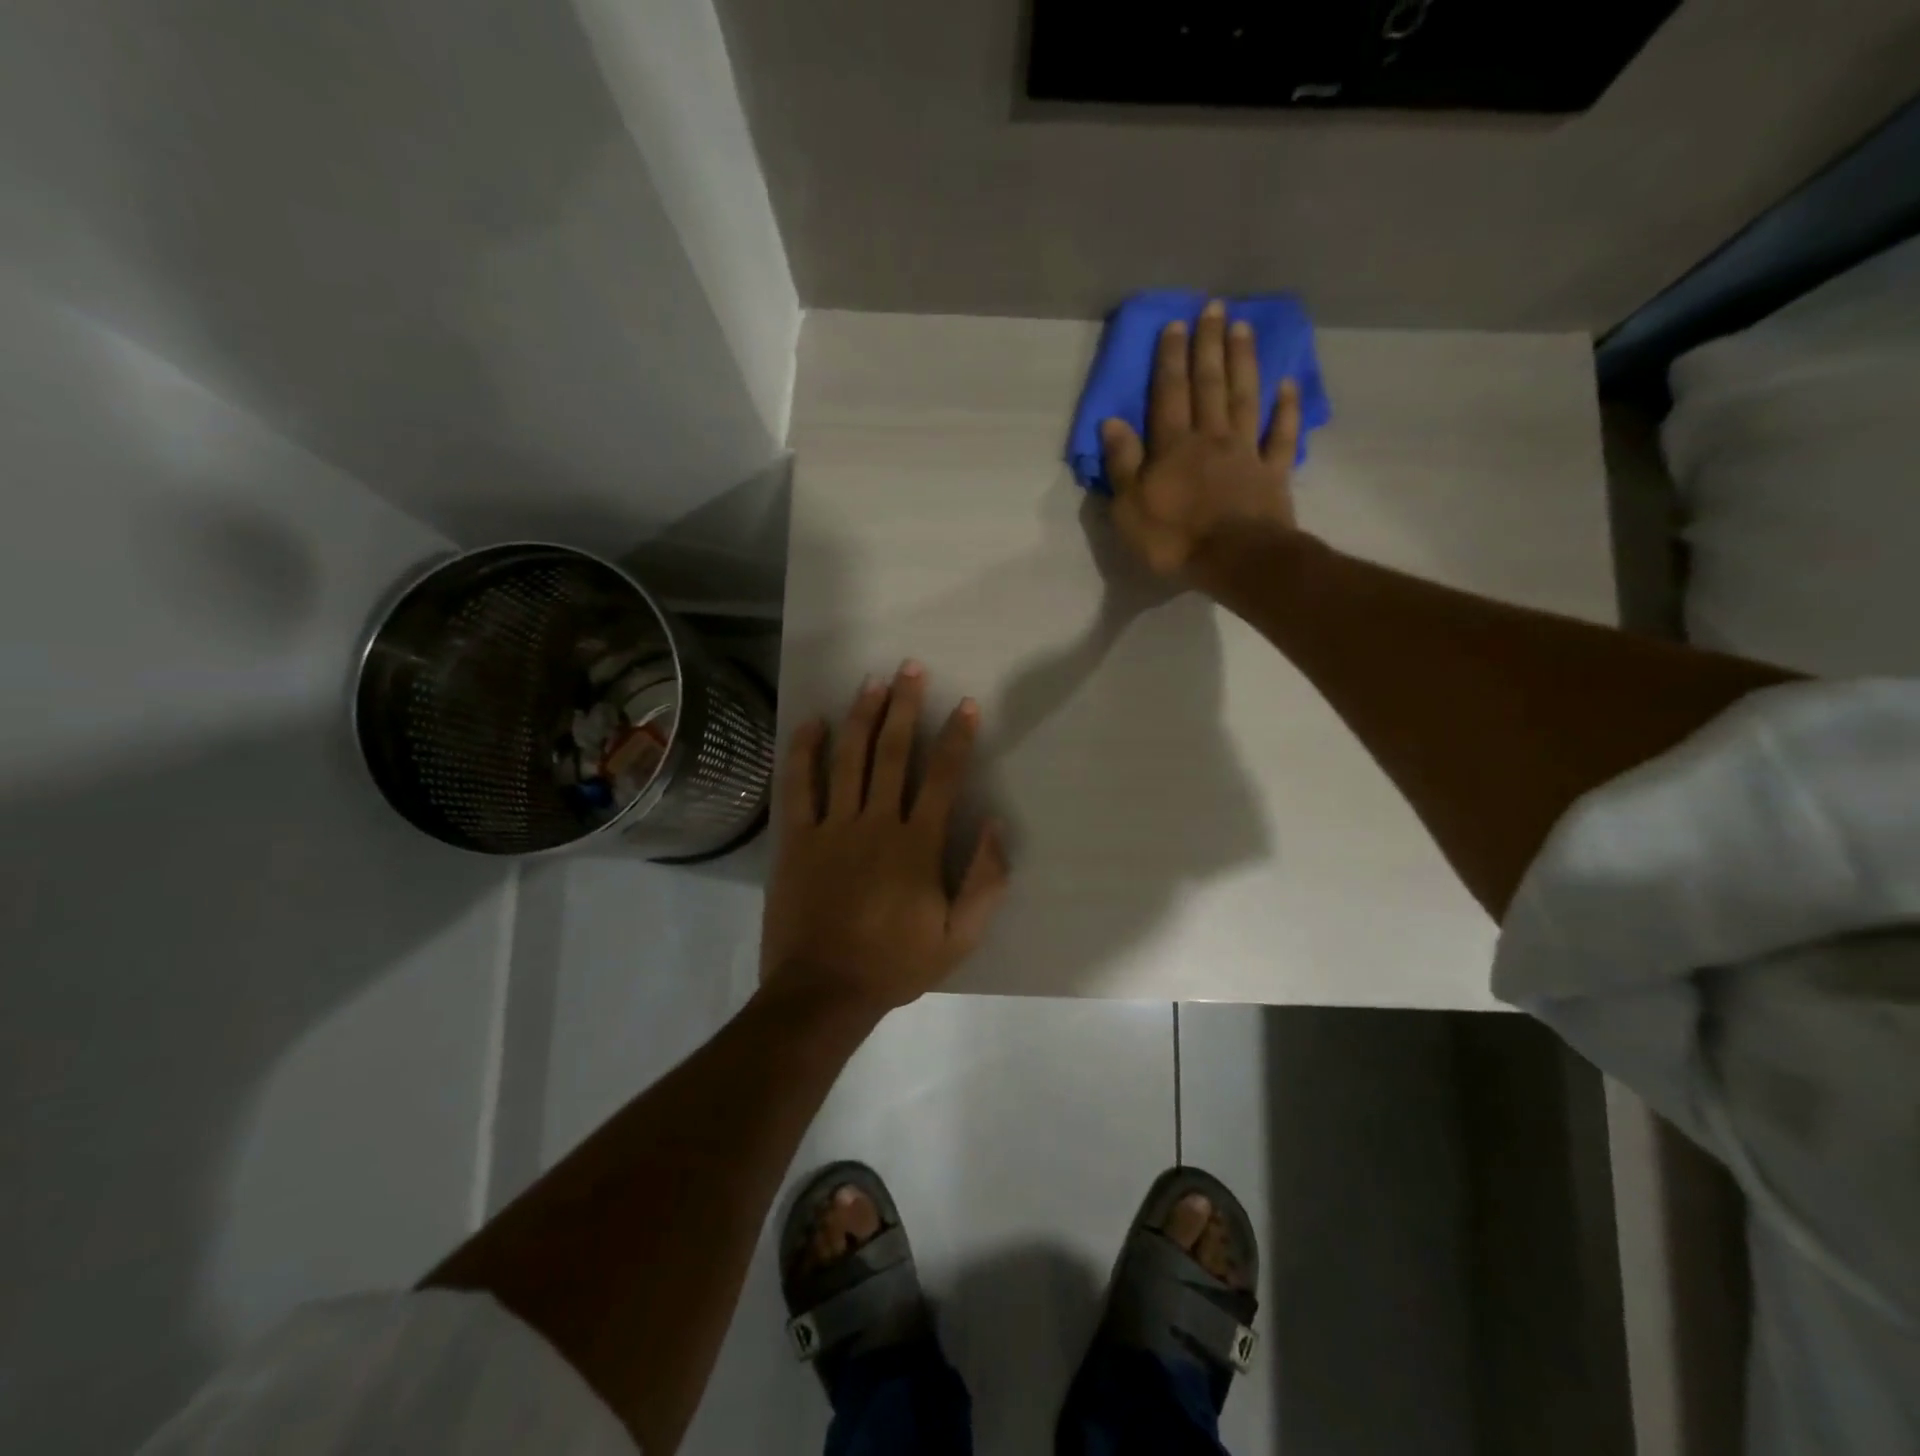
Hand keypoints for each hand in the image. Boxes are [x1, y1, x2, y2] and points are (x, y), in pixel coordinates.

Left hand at [760, 661, 1009, 1015]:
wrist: (824, 990)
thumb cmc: (895, 963)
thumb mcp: (960, 937)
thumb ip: (986, 881)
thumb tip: (996, 826)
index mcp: (917, 844)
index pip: (942, 777)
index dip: (956, 737)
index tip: (964, 705)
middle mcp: (876, 823)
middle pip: (892, 752)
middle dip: (904, 706)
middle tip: (910, 668)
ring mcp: (832, 827)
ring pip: (848, 758)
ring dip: (861, 716)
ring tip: (872, 682)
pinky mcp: (796, 839)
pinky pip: (799, 786)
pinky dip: (805, 751)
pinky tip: (812, 722)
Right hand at [1099, 299, 1303, 582]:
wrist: (1235, 560)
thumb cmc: (1174, 538)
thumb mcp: (1129, 508)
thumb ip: (1122, 464)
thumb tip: (1111, 423)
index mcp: (1173, 446)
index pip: (1169, 394)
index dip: (1170, 359)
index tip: (1175, 324)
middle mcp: (1211, 438)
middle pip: (1209, 385)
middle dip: (1209, 345)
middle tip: (1214, 308)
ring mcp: (1246, 452)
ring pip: (1244, 397)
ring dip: (1243, 361)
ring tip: (1243, 327)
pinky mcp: (1273, 472)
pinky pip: (1281, 434)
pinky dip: (1286, 408)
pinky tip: (1288, 383)